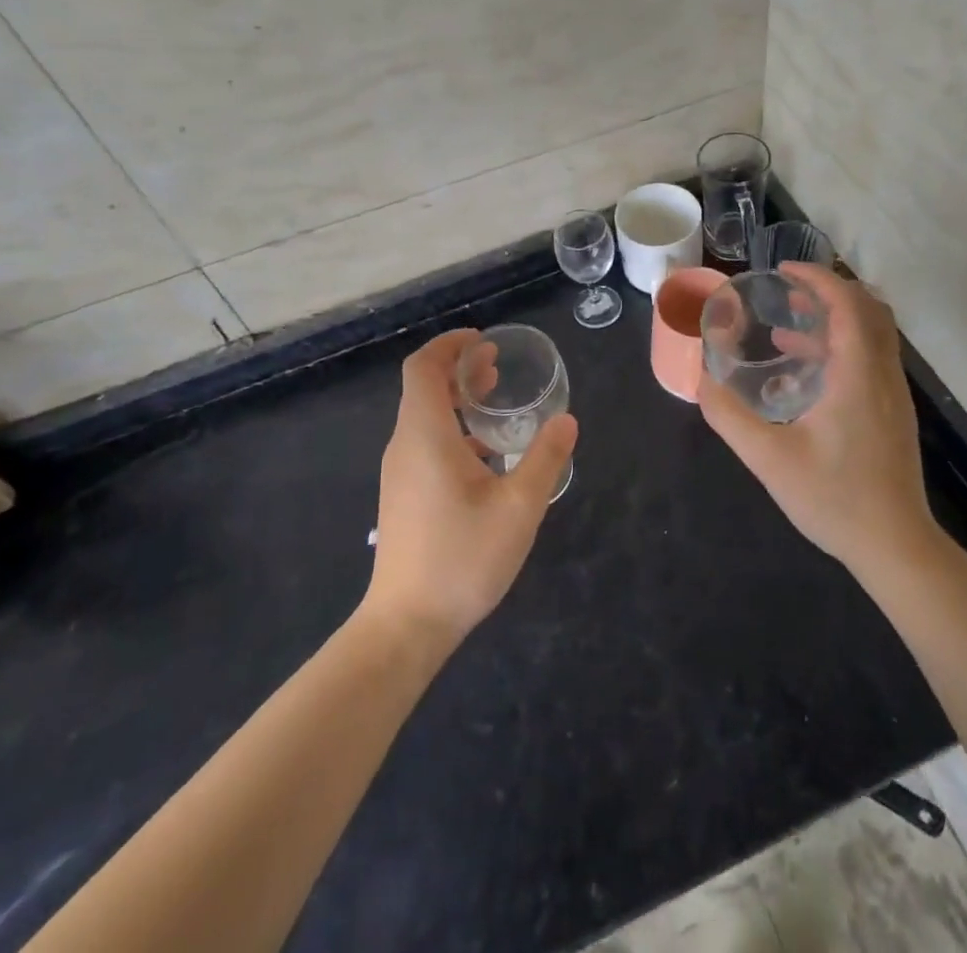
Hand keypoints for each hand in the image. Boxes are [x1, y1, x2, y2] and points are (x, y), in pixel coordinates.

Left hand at [363, 329, 577, 646]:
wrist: (406, 626)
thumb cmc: (462, 559)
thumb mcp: (519, 508)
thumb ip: (545, 459)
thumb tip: (566, 420)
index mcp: (425, 436)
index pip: (423, 367)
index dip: (450, 345)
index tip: (483, 341)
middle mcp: (405, 446)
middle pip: (423, 388)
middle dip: (459, 369)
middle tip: (497, 366)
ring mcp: (400, 473)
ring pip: (424, 417)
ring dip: (456, 400)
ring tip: (495, 402)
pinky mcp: (403, 495)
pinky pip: (425, 443)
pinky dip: (453, 429)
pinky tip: (487, 455)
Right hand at [699, 264, 933, 578]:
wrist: (895, 546)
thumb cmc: (835, 499)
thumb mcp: (769, 459)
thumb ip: (729, 416)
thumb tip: (701, 380)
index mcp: (858, 374)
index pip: (848, 304)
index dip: (817, 278)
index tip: (783, 271)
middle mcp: (883, 374)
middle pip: (868, 309)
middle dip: (828, 290)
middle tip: (788, 290)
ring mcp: (893, 394)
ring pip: (872, 334)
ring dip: (834, 318)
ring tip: (788, 323)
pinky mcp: (892, 412)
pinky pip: (871, 357)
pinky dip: (841, 346)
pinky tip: (803, 372)